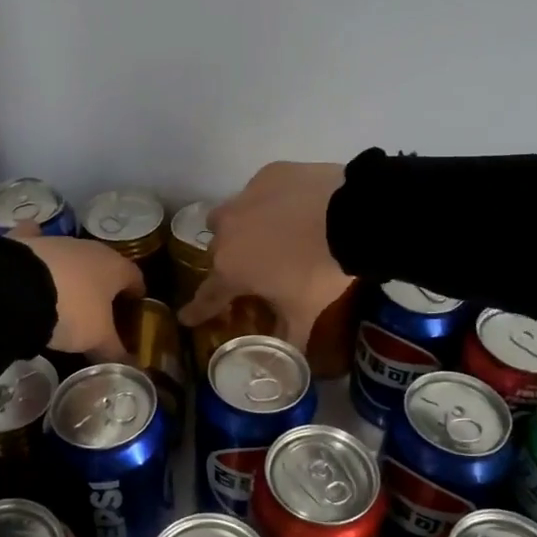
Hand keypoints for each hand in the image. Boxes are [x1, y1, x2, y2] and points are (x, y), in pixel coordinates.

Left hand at [10, 225, 143, 360]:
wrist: (17, 290)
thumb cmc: (71, 312)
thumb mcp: (97, 340)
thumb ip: (115, 352)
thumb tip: (130, 368)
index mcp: (115, 267)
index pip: (136, 277)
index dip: (136, 294)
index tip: (133, 309)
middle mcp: (89, 248)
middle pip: (104, 265)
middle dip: (103, 284)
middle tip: (98, 309)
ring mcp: (56, 241)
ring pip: (71, 255)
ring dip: (72, 272)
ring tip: (64, 296)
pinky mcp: (25, 241)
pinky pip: (34, 241)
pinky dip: (35, 250)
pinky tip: (31, 264)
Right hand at [177, 161, 350, 347]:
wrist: (351, 216)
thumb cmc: (320, 271)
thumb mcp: (305, 313)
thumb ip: (288, 339)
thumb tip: (287, 362)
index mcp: (231, 269)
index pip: (208, 295)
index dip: (198, 309)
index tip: (185, 317)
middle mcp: (227, 231)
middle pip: (219, 251)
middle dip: (232, 262)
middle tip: (256, 269)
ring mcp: (245, 197)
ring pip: (230, 215)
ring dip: (242, 228)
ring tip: (271, 234)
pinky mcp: (268, 174)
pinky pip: (261, 191)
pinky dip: (271, 202)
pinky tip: (296, 207)